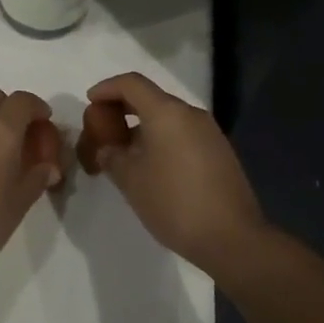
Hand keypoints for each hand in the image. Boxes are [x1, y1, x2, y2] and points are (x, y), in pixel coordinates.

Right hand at [83, 73, 266, 275]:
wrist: (233, 239)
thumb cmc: (174, 203)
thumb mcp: (131, 181)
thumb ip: (112, 156)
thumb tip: (107, 149)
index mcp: (166, 112)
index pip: (131, 83)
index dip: (107, 88)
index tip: (90, 102)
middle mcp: (190, 113)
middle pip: (150, 97)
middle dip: (123, 108)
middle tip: (103, 127)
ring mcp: (209, 132)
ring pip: (168, 117)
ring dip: (143, 125)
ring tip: (125, 150)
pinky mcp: (220, 152)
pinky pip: (183, 133)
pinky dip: (162, 138)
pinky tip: (153, 165)